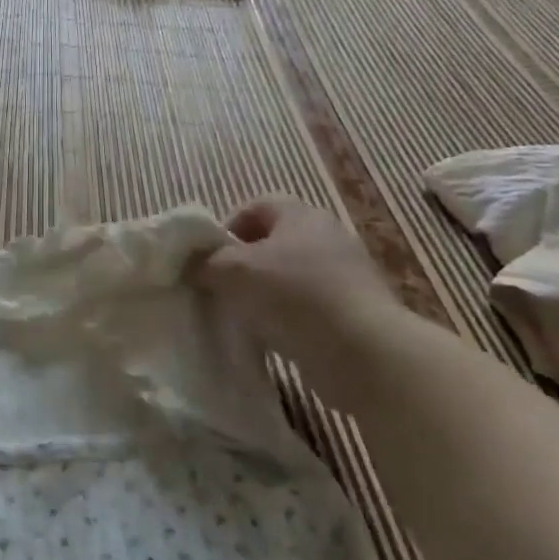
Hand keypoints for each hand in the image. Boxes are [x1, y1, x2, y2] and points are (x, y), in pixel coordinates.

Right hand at [198, 198, 397, 360]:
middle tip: (222, 289)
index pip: (256, 206)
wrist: (364, 353)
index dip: (226, 228)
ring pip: (290, 276)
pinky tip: (274, 338)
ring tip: (245, 318)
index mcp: (301, 215)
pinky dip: (289, 318)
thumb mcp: (233, 271)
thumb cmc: (293, 296)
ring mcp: (347, 275)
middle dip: (244, 264)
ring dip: (265, 293)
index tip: (209, 259)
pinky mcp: (356, 311)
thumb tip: (194, 265)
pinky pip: (310, 306)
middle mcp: (327, 236)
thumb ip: (206, 263)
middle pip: (273, 242)